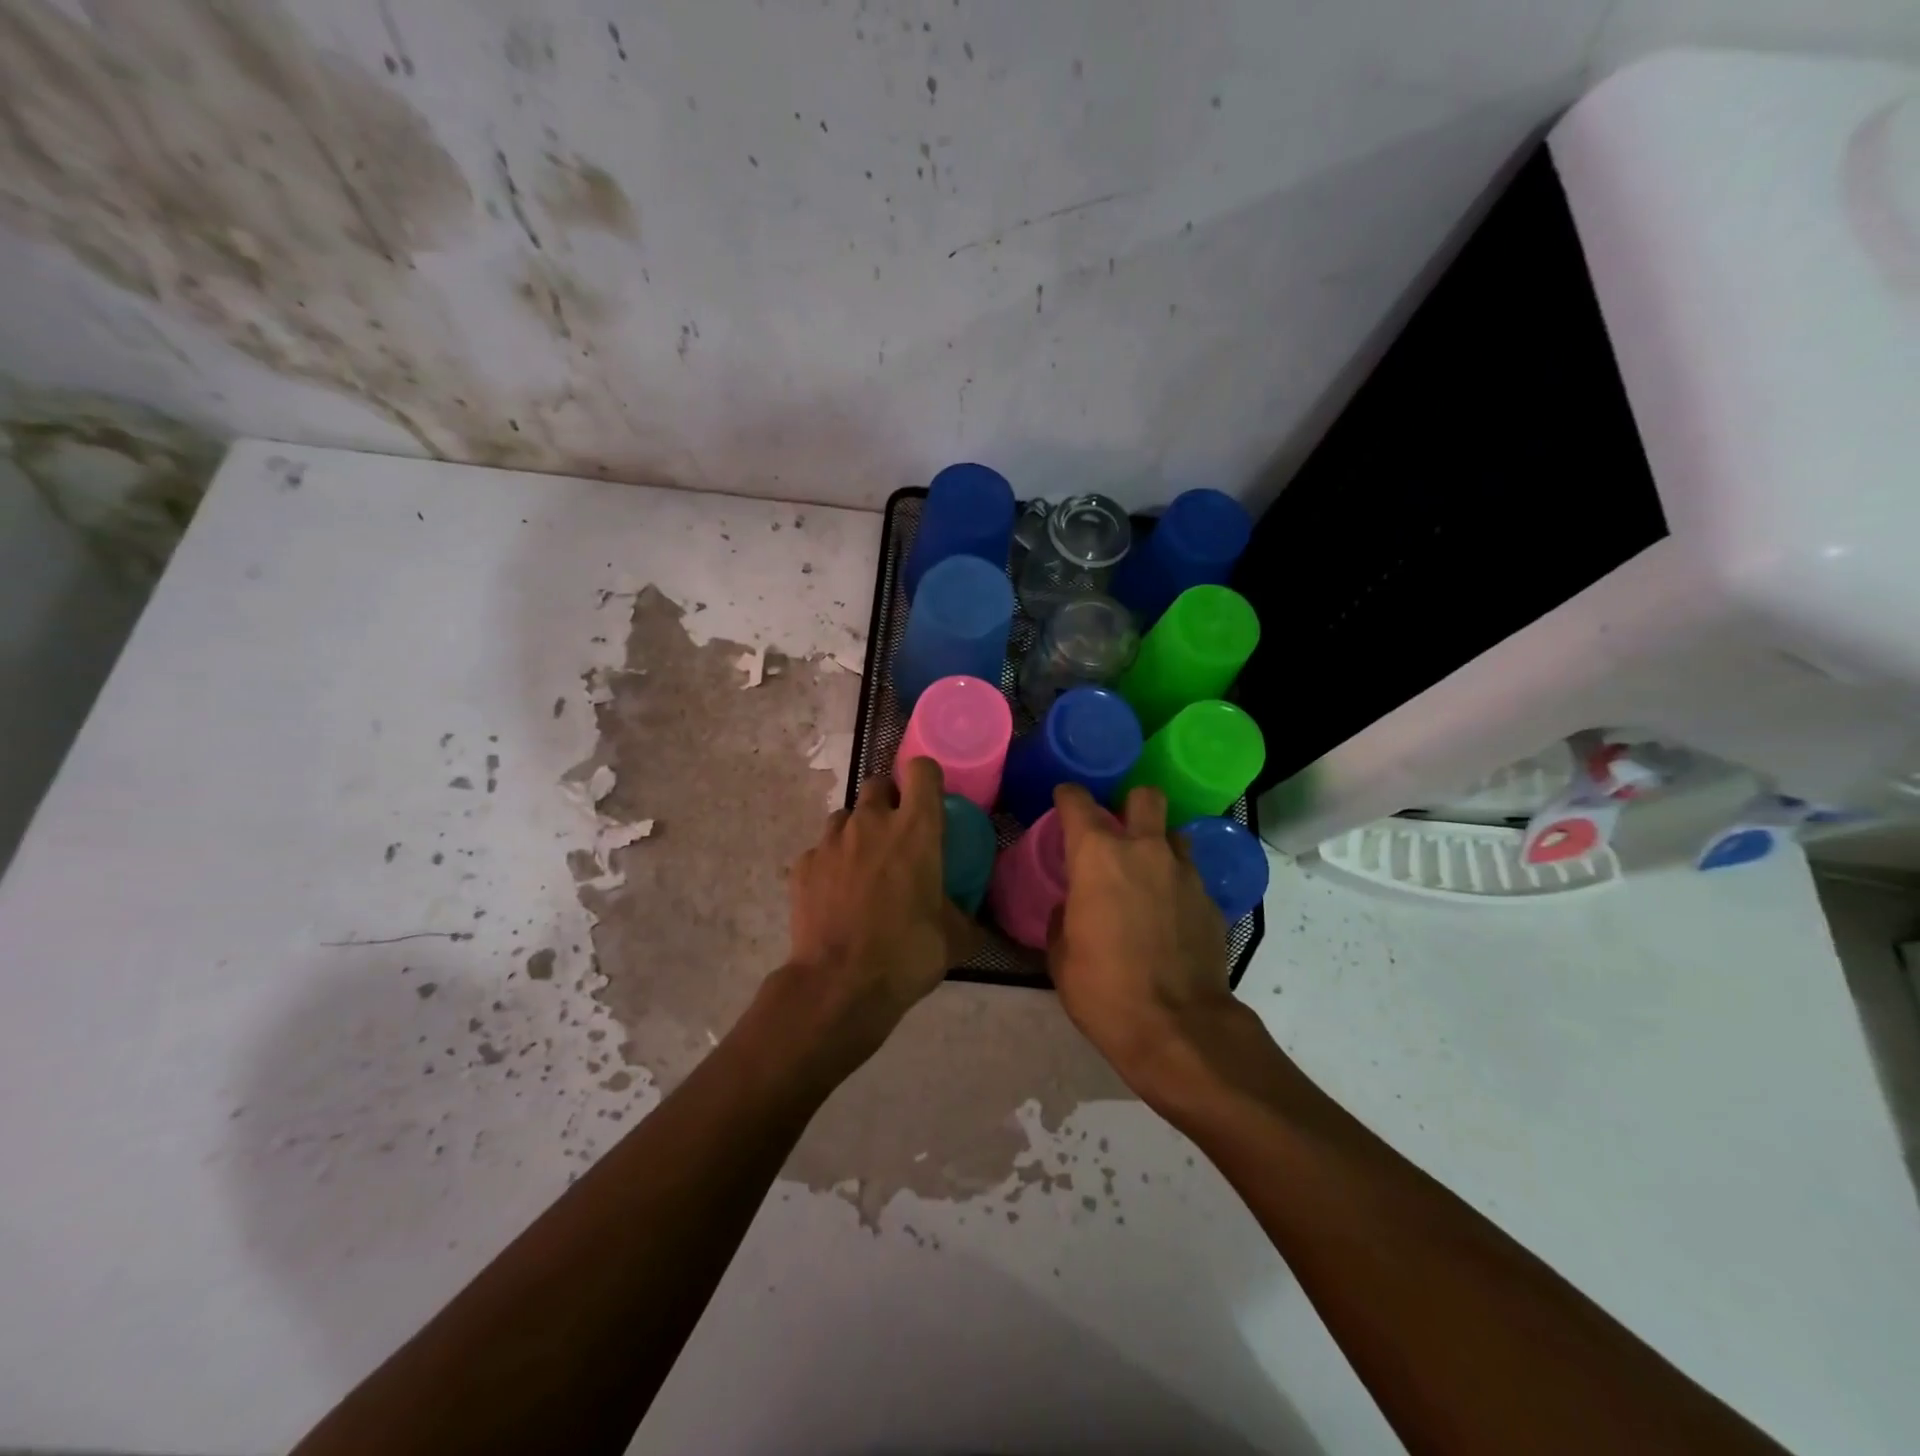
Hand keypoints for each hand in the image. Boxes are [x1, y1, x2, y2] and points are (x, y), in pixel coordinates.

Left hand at [778, 757, 974, 1060]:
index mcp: (915, 829)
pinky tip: (836, 894)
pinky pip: (820, 851)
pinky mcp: (803, 865)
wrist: (840, 985)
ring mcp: (831, 841)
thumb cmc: (907, 953)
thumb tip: (971, 919)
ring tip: (863, 865)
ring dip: (857, 830)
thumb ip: (964, 916)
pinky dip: (830, 864)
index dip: (927, 778)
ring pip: (845, 815)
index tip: (930, 798)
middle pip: (878, 785)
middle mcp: (871, 823)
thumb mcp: (954, 938)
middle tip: (896, 835)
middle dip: (888, 801)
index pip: (922, 770)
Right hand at [1048, 782, 1235, 1089]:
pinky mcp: (1211, 901)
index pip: (1079, 802)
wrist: (1178, 1029)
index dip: (1069, 796)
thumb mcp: (1062, 956)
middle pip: (1145, 797)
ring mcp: (1184, 873)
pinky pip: (1190, 876)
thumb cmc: (1104, 990)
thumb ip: (1064, 917)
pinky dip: (1176, 885)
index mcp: (1098, 856)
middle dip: (1130, 803)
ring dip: (1158, 845)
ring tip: (1146, 873)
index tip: (1064, 801)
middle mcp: (1145, 851)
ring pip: (1174, 835)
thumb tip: (1072, 908)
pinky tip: (1168, 915)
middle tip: (1118, 827)